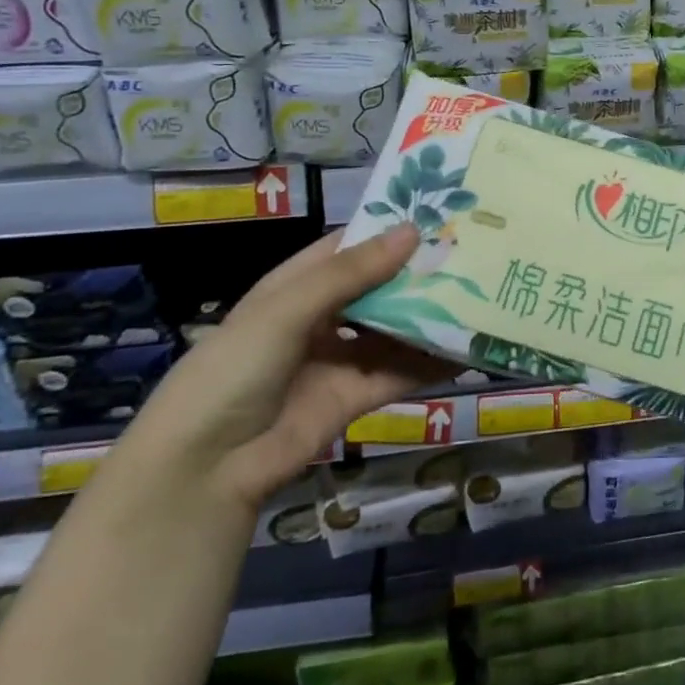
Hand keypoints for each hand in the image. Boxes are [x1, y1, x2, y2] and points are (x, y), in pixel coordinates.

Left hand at [121, 225, 443, 513]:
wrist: (204, 470)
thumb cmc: (234, 369)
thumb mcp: (285, 311)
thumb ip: (350, 274)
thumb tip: (413, 231)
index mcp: (296, 285)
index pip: (351, 247)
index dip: (390, 230)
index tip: (441, 214)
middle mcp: (322, 317)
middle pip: (379, 287)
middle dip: (420, 273)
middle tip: (475, 253)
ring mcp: (339, 359)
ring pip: (394, 330)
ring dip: (431, 318)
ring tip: (481, 297)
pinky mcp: (355, 397)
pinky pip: (399, 372)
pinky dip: (431, 363)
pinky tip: (467, 351)